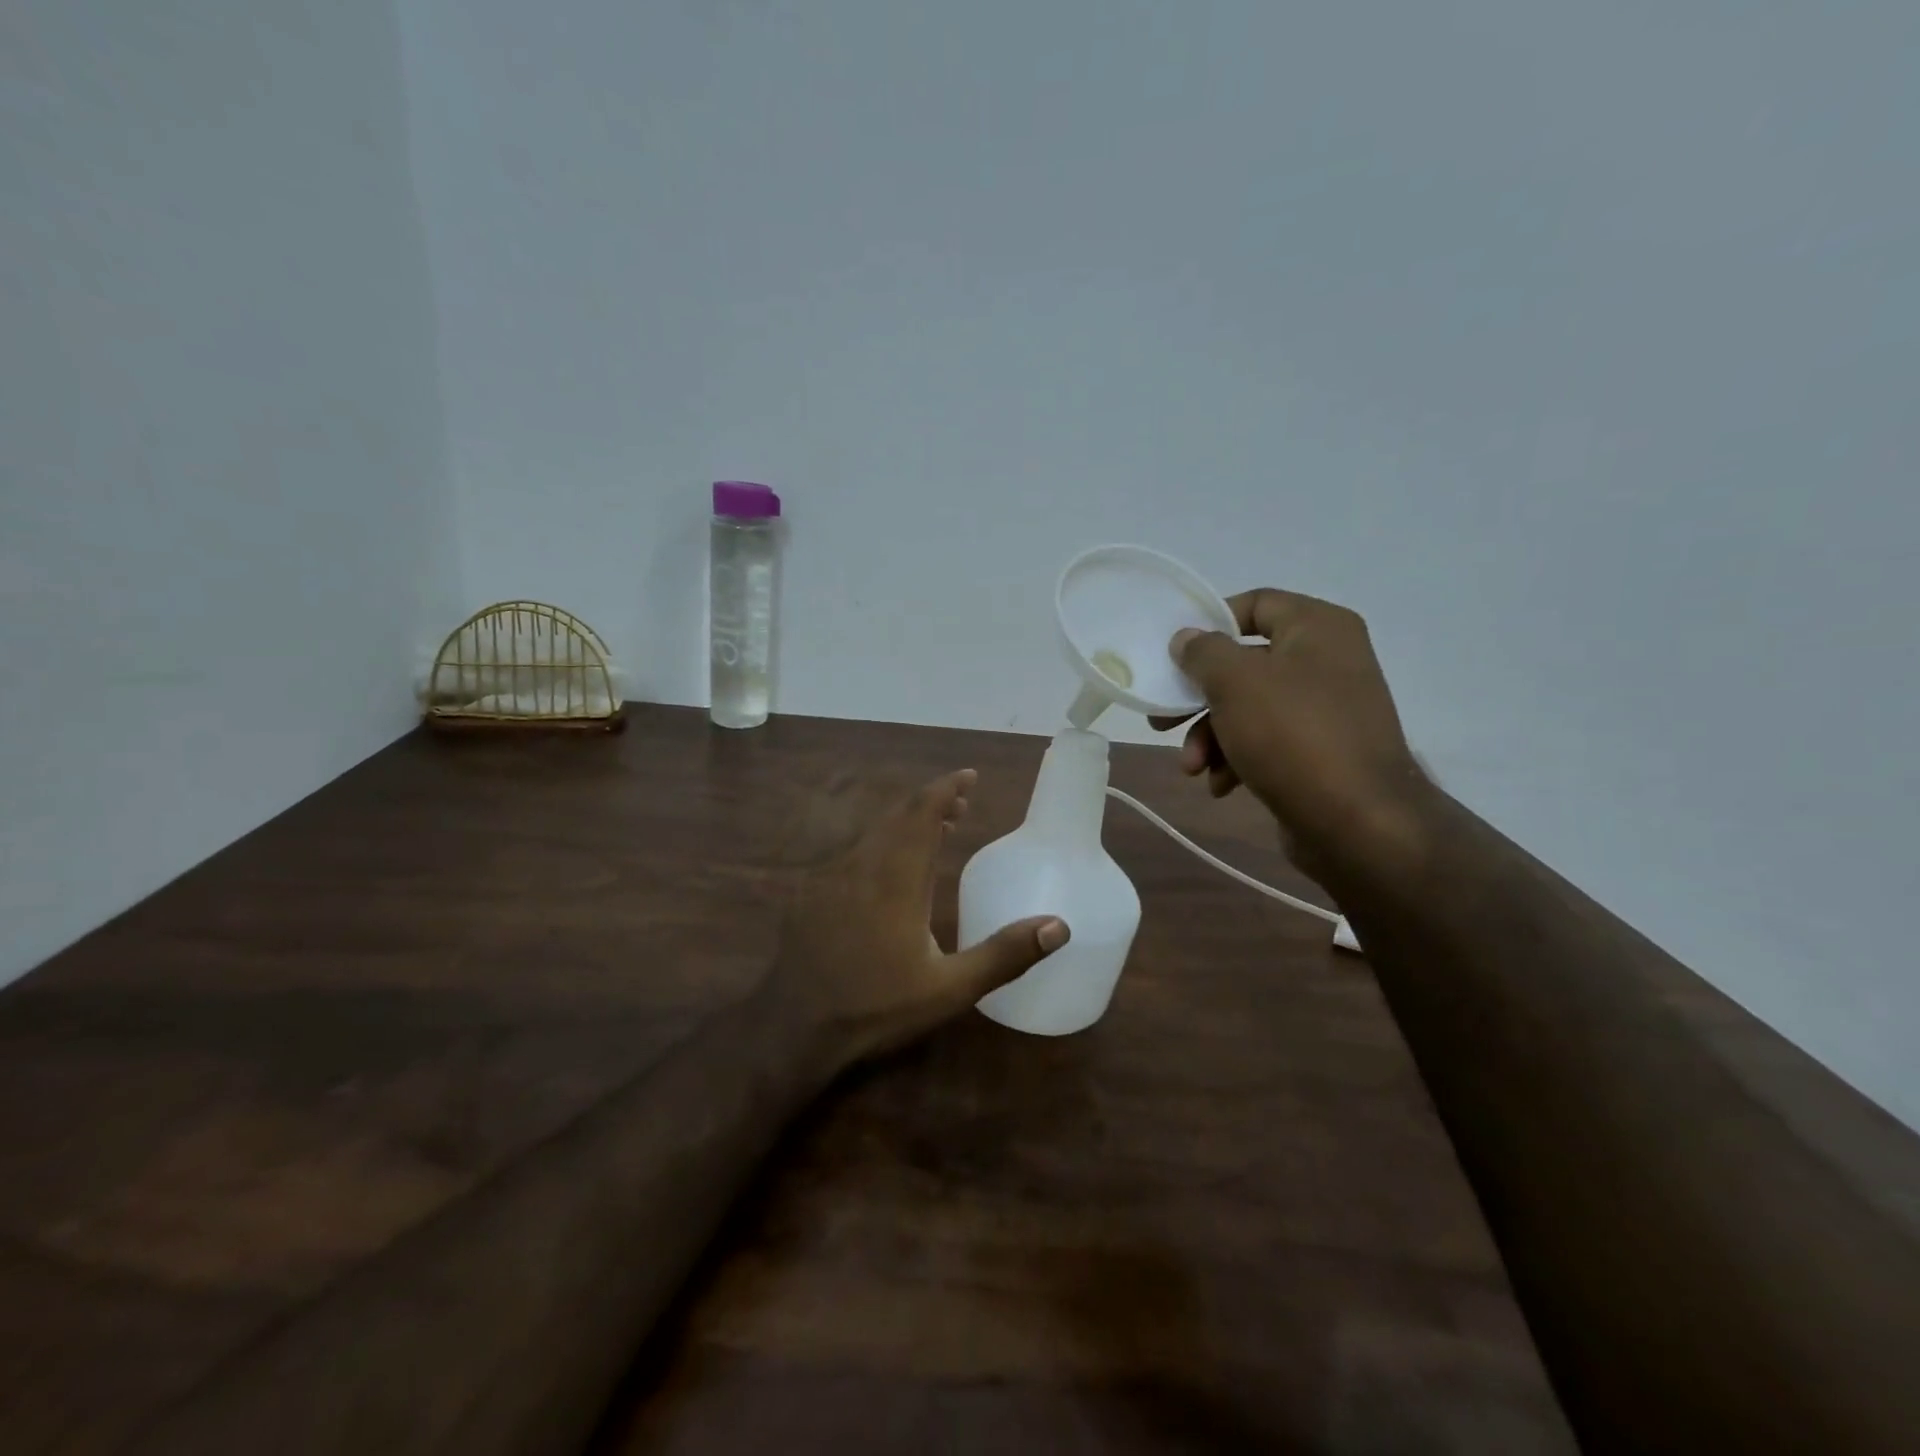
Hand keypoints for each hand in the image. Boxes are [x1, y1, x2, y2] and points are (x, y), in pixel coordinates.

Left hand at [757, 768, 1069, 1067]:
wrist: (794, 1026)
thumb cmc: (877, 1006)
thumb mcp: (950, 989)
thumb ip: (1004, 955)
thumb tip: (1059, 926)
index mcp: (896, 878)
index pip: (922, 813)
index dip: (946, 788)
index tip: (969, 777)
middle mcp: (862, 864)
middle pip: (898, 815)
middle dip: (931, 802)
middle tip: (961, 805)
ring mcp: (830, 876)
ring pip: (873, 830)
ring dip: (905, 822)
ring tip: (933, 831)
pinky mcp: (811, 891)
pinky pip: (852, 850)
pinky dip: (879, 842)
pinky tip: (886, 869)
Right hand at [1150, 589, 1432, 877]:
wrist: (1358, 823)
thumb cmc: (1292, 735)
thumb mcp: (1235, 682)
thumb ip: (1203, 652)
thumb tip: (1187, 639)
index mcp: (1318, 628)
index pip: (1255, 604)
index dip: (1210, 624)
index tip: (1175, 654)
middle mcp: (1327, 661)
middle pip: (1244, 665)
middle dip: (1199, 698)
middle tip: (1162, 719)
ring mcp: (1326, 710)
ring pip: (1249, 709)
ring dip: (1210, 736)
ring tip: (1191, 766)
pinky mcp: (1320, 753)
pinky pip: (1267, 742)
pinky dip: (1237, 759)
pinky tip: (1221, 785)